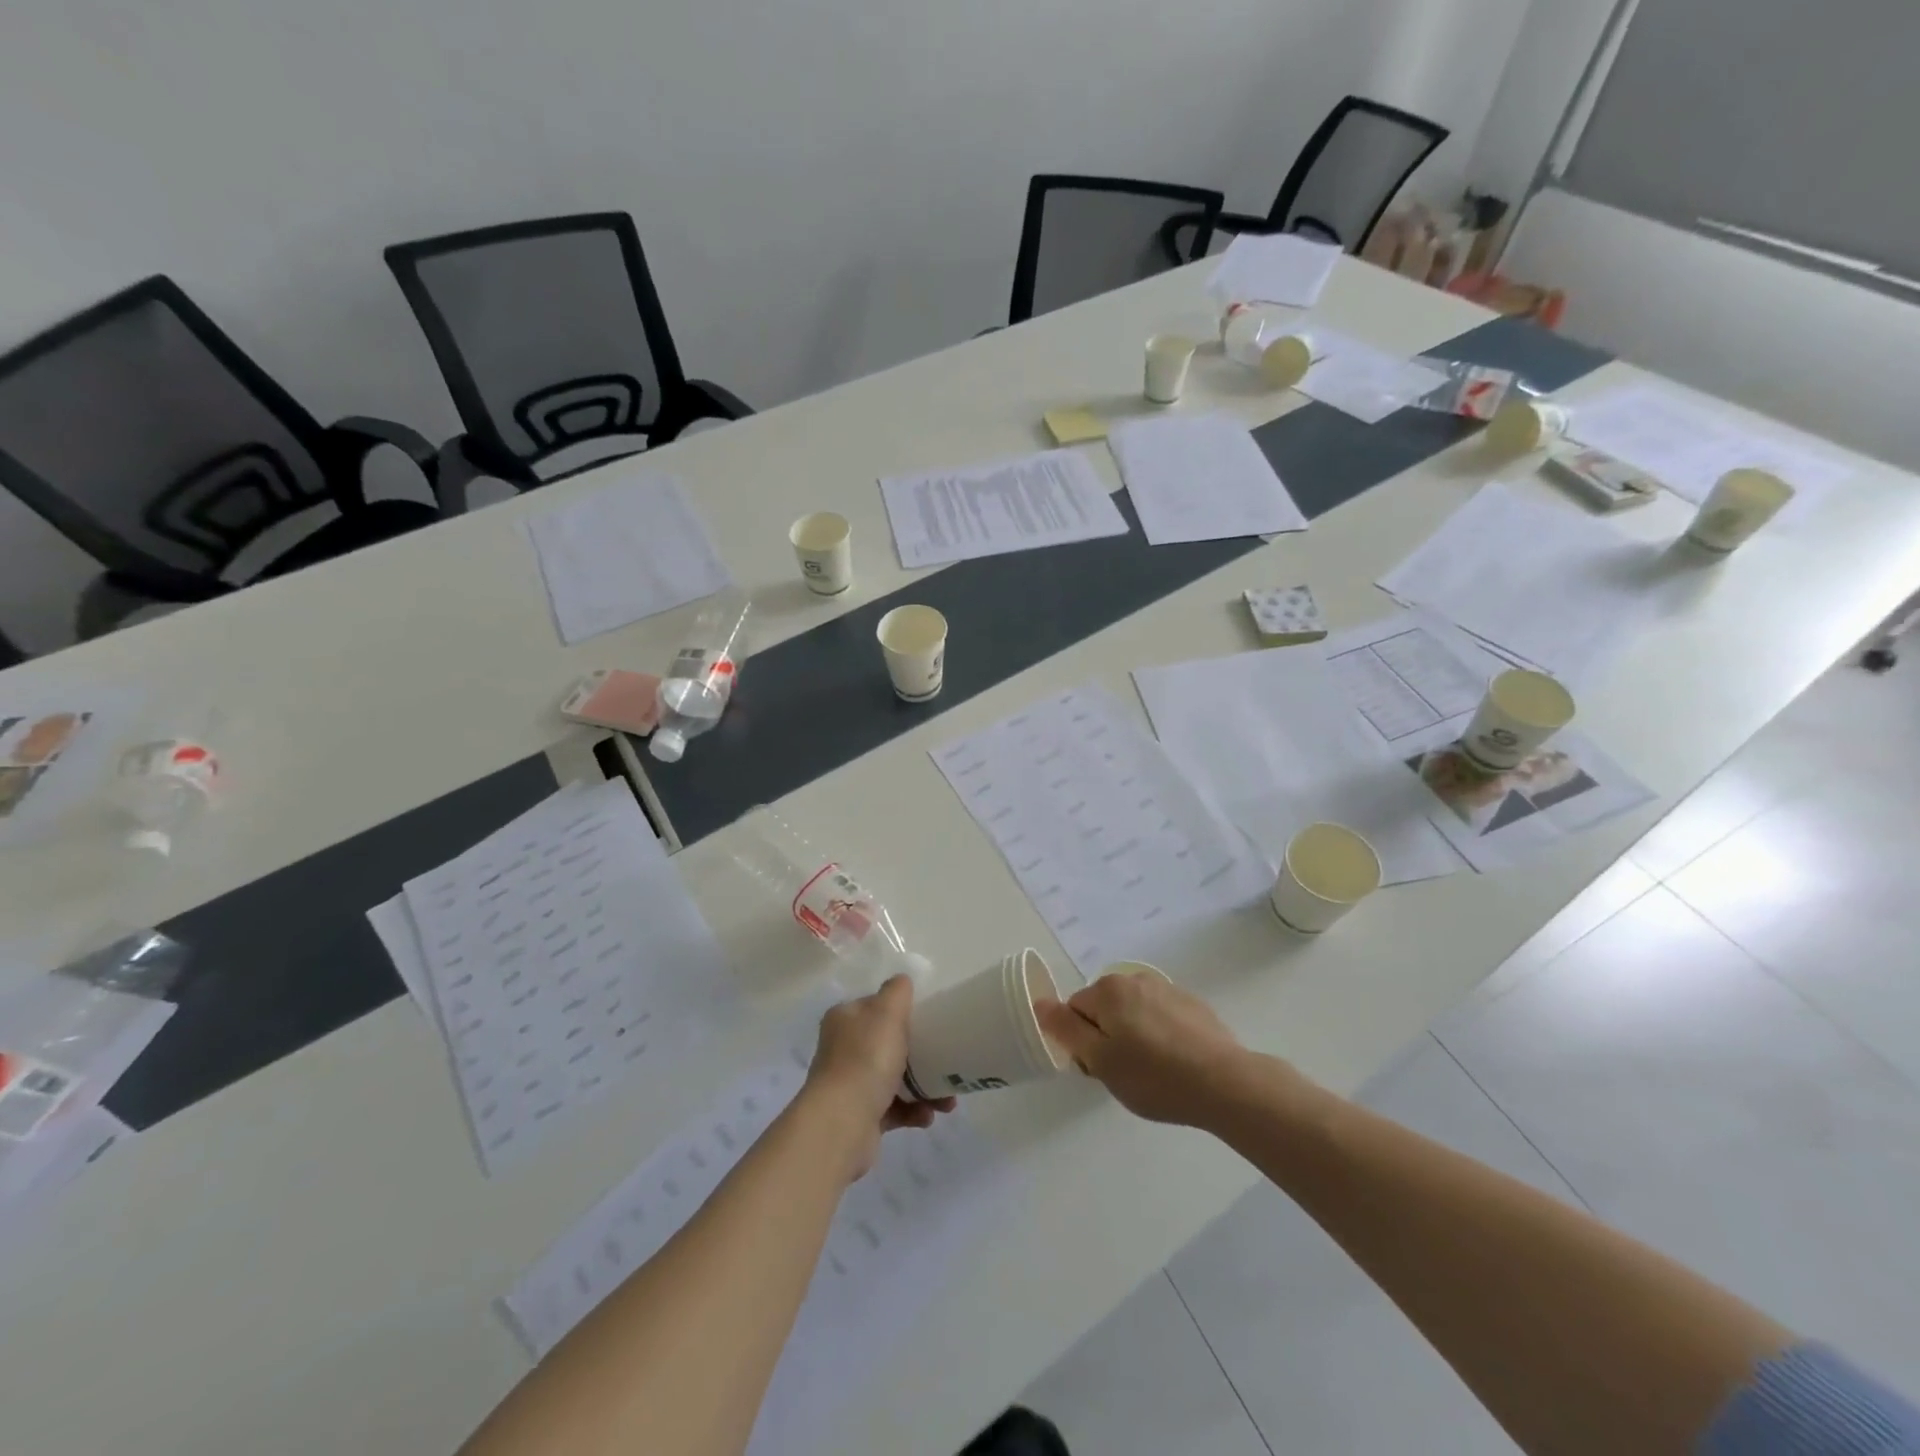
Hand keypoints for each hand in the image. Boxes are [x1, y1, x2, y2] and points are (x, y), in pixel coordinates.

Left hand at [803, 975, 955, 1179]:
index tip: (930, 1021)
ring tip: (947, 1101)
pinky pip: (895, 1109)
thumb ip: (898, 990)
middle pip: (889, 1044)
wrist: (842, 1123)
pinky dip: (914, 1111)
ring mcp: (851, 1084)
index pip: (876, 1007)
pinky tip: (928, 1115)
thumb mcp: (887, 1011)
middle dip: (922, 1054)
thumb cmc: (866, 1059)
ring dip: (924, 1087)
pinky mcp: (861, 1116)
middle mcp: (844, 1049)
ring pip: (896, 1079)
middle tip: (947, 1062)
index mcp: (845, 1020)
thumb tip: (902, 981)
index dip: (903, 1011)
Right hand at [1035, 970, 1256, 1127]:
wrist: (1225, 1084)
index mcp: (1109, 990)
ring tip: (1154, 1072)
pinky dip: (1162, 1036)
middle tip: (1125, 1074)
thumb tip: (1041, 1003)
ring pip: (1134, 1013)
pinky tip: (1177, 1064)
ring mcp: (1168, 989)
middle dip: (1108, 1037)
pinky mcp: (1194, 1005)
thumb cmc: (1154, 1076)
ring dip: (1135, 1036)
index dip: (1082, 1043)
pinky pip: (1162, 1017)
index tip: (1100, 1069)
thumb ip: (1066, 1030)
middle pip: (1104, 1008)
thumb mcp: (1100, 1060)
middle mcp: (1136, 978)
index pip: (1075, 1011)